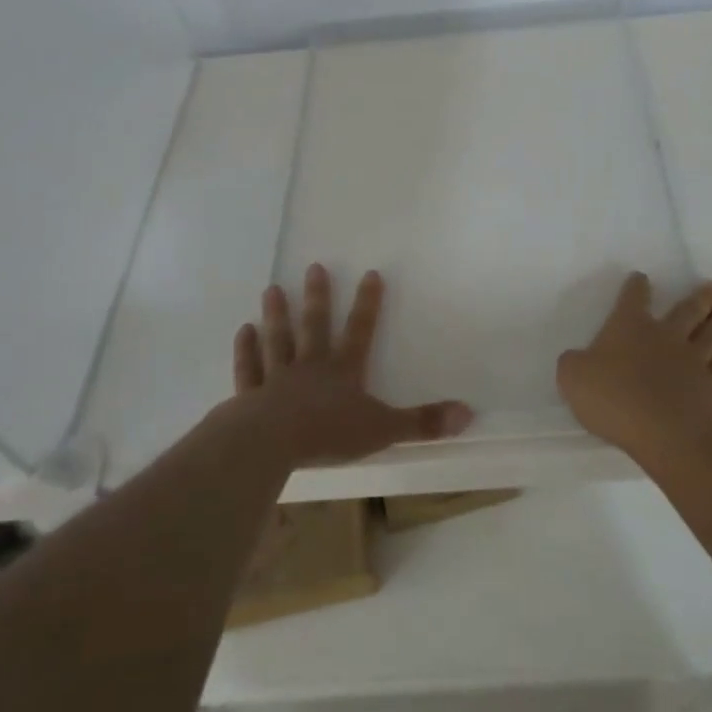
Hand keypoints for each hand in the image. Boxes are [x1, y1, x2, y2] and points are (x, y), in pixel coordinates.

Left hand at [229, 264, 473, 466]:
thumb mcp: (383, 430)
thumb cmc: (329, 434)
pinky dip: (246, 350)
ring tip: (272, 289)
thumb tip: (468, 412)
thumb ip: (423, 423)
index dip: (368, 303)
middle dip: (317, 297)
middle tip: (314, 267)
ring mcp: (277, 378)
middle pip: (314, 326)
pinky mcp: (250, 396)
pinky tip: (243, 331)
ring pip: (278, 340)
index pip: (360, 330)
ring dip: (277, 315)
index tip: (370, 273)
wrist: (271, 444)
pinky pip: (249, 369)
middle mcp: (310, 366)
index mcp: (343, 372)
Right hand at [557, 272, 711, 459]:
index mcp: (629, 327)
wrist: (662, 431)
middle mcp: (664, 336)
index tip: (641, 278)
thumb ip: (574, 365)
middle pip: (687, 310)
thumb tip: (577, 360)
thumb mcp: (573, 378)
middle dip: (702, 296)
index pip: (633, 299)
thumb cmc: (613, 399)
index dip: (636, 287)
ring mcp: (692, 360)